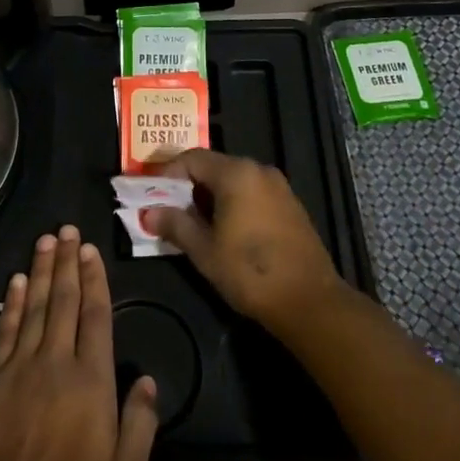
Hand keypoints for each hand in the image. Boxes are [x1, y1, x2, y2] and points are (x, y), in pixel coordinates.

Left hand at [0, 225, 158, 460]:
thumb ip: (140, 426)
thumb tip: (148, 380)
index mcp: (91, 381)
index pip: (95, 316)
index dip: (94, 280)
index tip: (91, 250)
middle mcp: (56, 363)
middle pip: (62, 301)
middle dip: (66, 262)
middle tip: (67, 229)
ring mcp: (20, 369)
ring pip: (32, 307)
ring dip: (39, 271)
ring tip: (45, 241)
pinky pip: (5, 331)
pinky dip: (10, 303)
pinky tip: (14, 281)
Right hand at [142, 150, 345, 334]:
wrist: (310, 302)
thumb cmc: (250, 272)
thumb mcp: (204, 251)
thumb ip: (175, 225)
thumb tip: (149, 213)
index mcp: (236, 173)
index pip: (191, 158)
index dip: (167, 174)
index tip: (150, 194)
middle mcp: (258, 170)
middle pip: (213, 166)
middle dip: (188, 186)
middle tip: (168, 210)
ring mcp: (278, 186)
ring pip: (233, 180)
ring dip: (210, 196)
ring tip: (193, 223)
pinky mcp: (290, 205)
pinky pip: (252, 193)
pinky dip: (233, 203)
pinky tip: (225, 230)